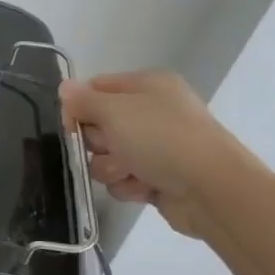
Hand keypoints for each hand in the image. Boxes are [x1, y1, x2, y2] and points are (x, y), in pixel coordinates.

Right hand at [59, 71, 242, 236]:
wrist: (210, 188)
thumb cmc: (161, 138)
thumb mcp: (115, 111)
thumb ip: (83, 100)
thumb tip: (64, 87)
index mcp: (147, 86)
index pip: (96, 88)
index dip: (78, 107)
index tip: (71, 125)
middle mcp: (151, 112)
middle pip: (98, 125)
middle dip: (98, 143)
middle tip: (112, 146)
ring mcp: (156, 146)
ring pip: (107, 157)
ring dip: (112, 167)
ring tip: (132, 171)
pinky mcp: (157, 177)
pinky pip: (123, 179)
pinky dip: (129, 185)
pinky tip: (144, 187)